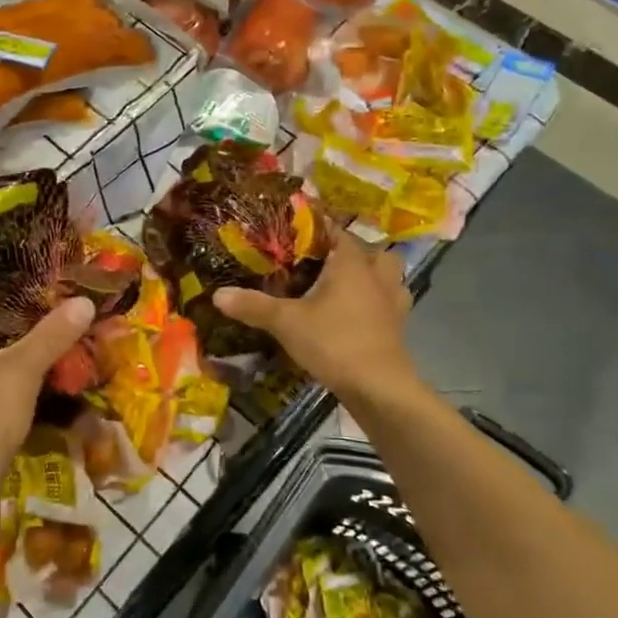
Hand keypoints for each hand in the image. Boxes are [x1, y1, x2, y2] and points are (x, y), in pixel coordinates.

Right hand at [213, 227, 412, 399]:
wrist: (379, 388)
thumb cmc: (334, 342)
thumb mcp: (286, 322)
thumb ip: (253, 306)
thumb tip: (218, 294)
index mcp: (352, 264)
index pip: (337, 231)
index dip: (317, 229)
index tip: (295, 233)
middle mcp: (377, 276)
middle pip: (371, 251)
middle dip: (352, 252)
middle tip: (324, 263)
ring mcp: (393, 302)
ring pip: (388, 276)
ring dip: (371, 276)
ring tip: (344, 286)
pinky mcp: (399, 327)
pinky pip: (390, 303)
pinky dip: (377, 303)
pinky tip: (356, 315)